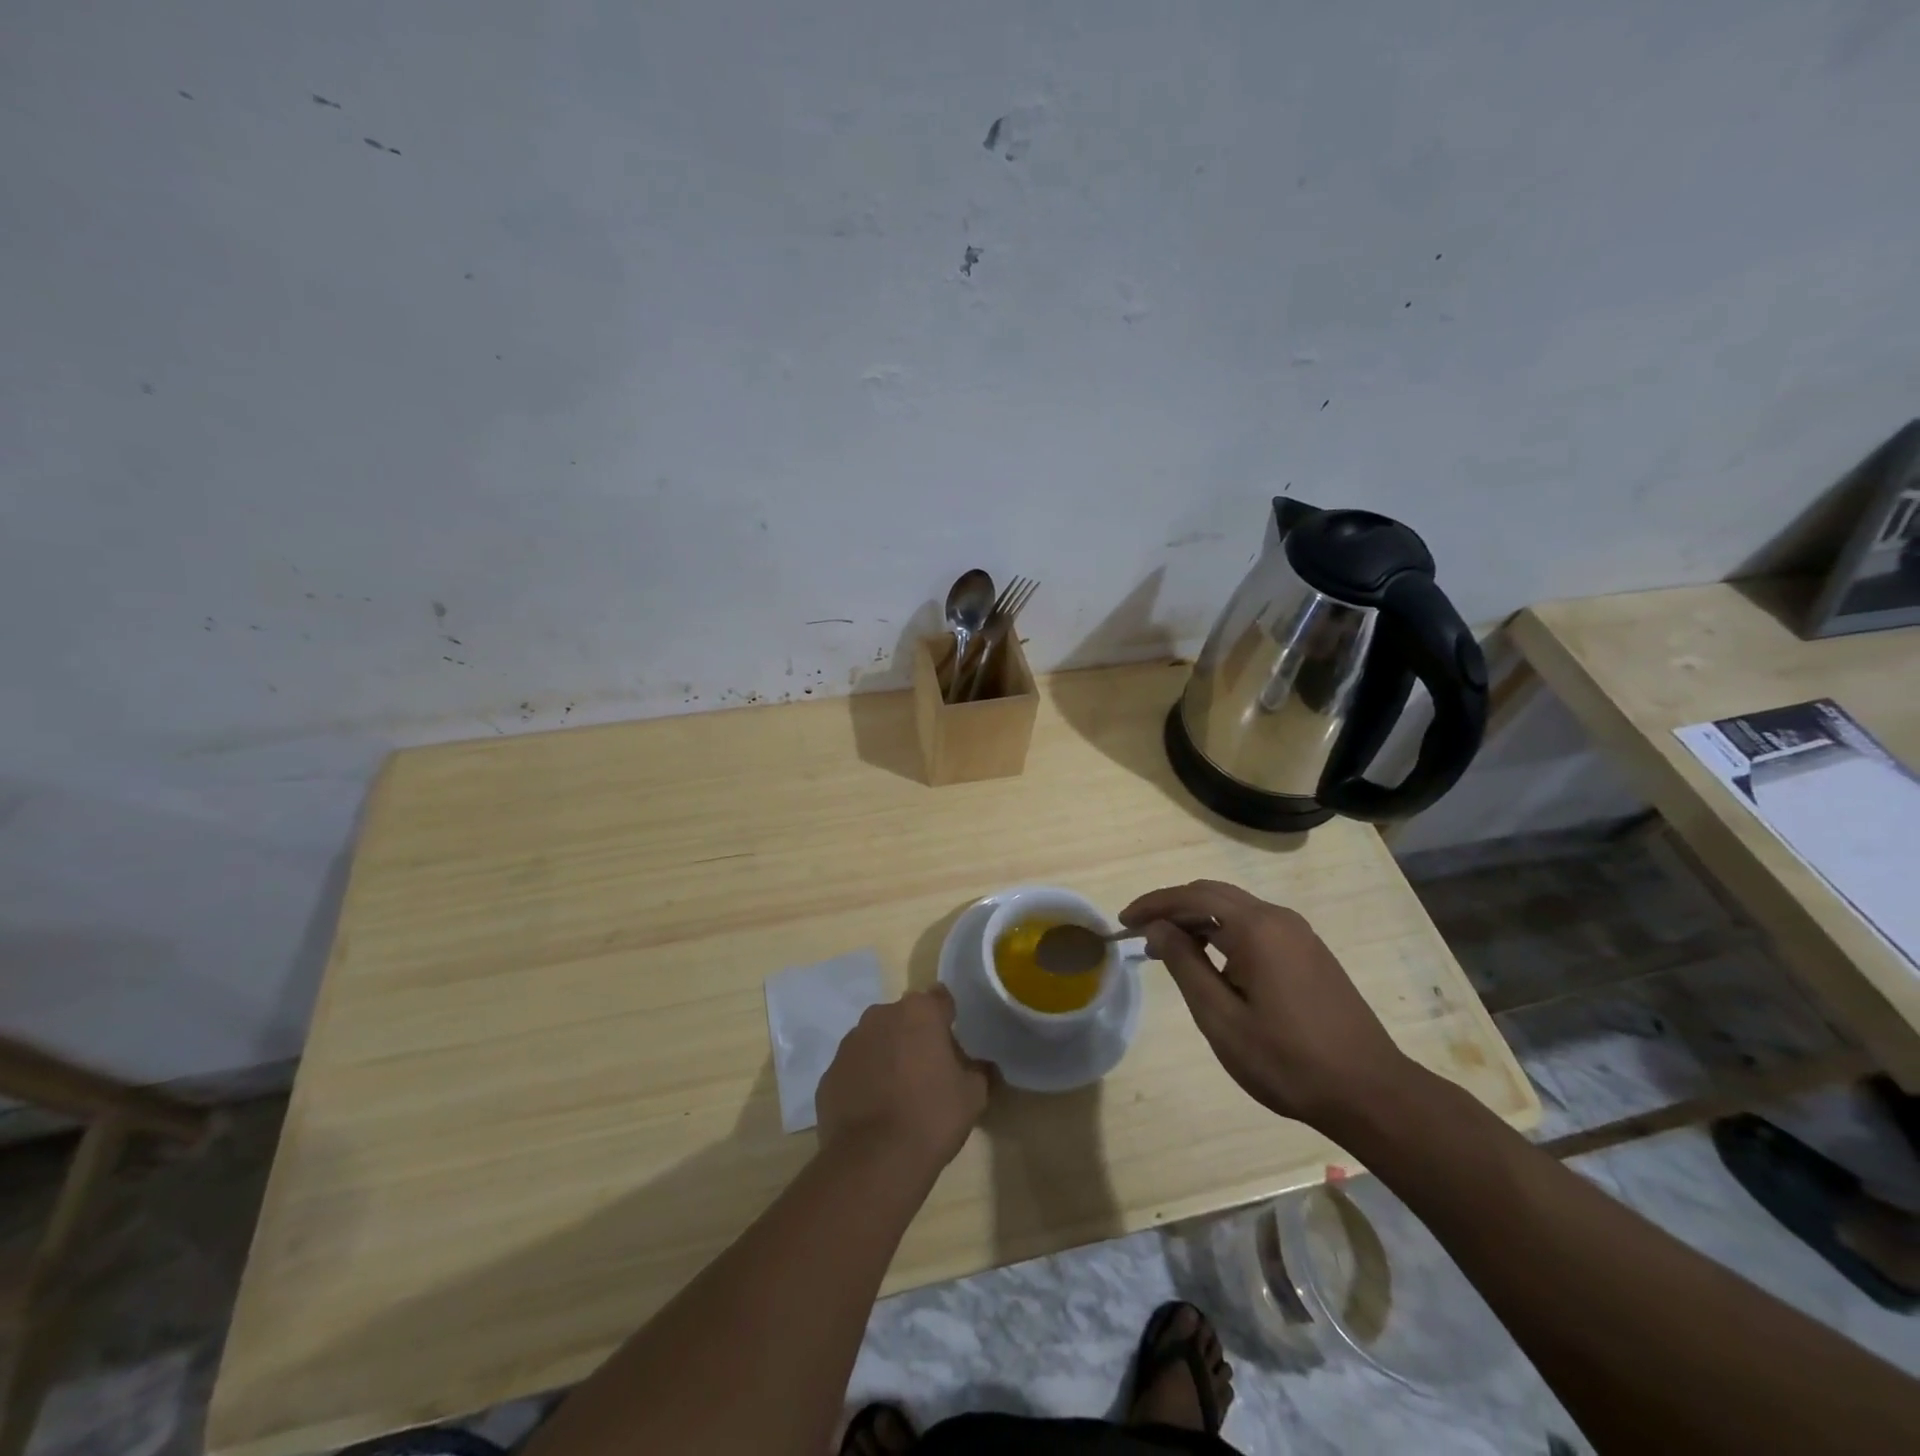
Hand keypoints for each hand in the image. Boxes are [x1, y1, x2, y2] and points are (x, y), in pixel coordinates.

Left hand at [815, 986, 988, 1175]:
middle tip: (928, 1071)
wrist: (874, 1161)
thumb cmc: (931, 1117)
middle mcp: (880, 1015)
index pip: (941, 1000)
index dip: (949, 1020)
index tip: (954, 1045)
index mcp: (919, 1011)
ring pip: (876, 1041)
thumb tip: (978, 1065)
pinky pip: (854, 1068)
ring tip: (898, 1094)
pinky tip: (874, 1111)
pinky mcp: (829, 1073)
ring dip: (887, 1056)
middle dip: (915, 1037)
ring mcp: (850, 1043)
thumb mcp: (973, 1095)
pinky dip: (863, 1081)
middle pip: (904, 1018)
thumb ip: (978, 1070)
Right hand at [1120, 880, 1415, 1131]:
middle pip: (1213, 895)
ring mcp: (1299, 934)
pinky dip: (1223, 932)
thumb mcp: (1222, 1018)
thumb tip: (1158, 928)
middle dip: (1173, 908)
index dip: (1154, 905)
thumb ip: (1186, 965)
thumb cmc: (1287, 1061)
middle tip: (1141, 934)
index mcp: (1256, 928)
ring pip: (1235, 909)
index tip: (1123, 922)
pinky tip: (1212, 962)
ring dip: (1198, 921)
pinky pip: (1255, 926)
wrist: (1370, 1093)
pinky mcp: (1310, 952)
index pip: (1193, 897)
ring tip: (1169, 950)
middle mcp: (1279, 918)